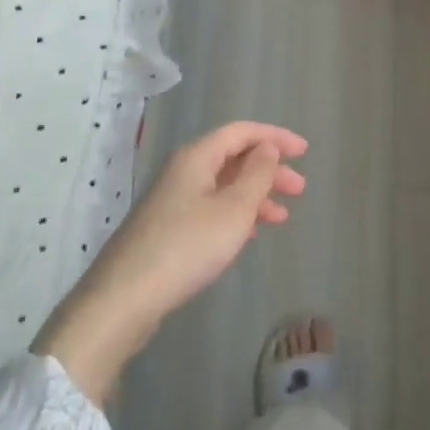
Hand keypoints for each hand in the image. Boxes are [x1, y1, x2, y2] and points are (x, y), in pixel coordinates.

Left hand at [36, 122, 307, 403]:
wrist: (125, 298)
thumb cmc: (188, 246)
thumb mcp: (234, 209)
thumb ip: (257, 174)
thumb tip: (267, 147)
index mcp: (197, 157)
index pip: (241, 131)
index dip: (275, 137)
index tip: (304, 151)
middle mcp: (182, 171)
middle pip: (233, 157)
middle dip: (269, 169)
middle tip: (299, 190)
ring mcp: (172, 200)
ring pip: (223, 185)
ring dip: (255, 195)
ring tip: (281, 217)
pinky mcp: (167, 227)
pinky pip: (211, 207)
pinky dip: (236, 214)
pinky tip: (250, 233)